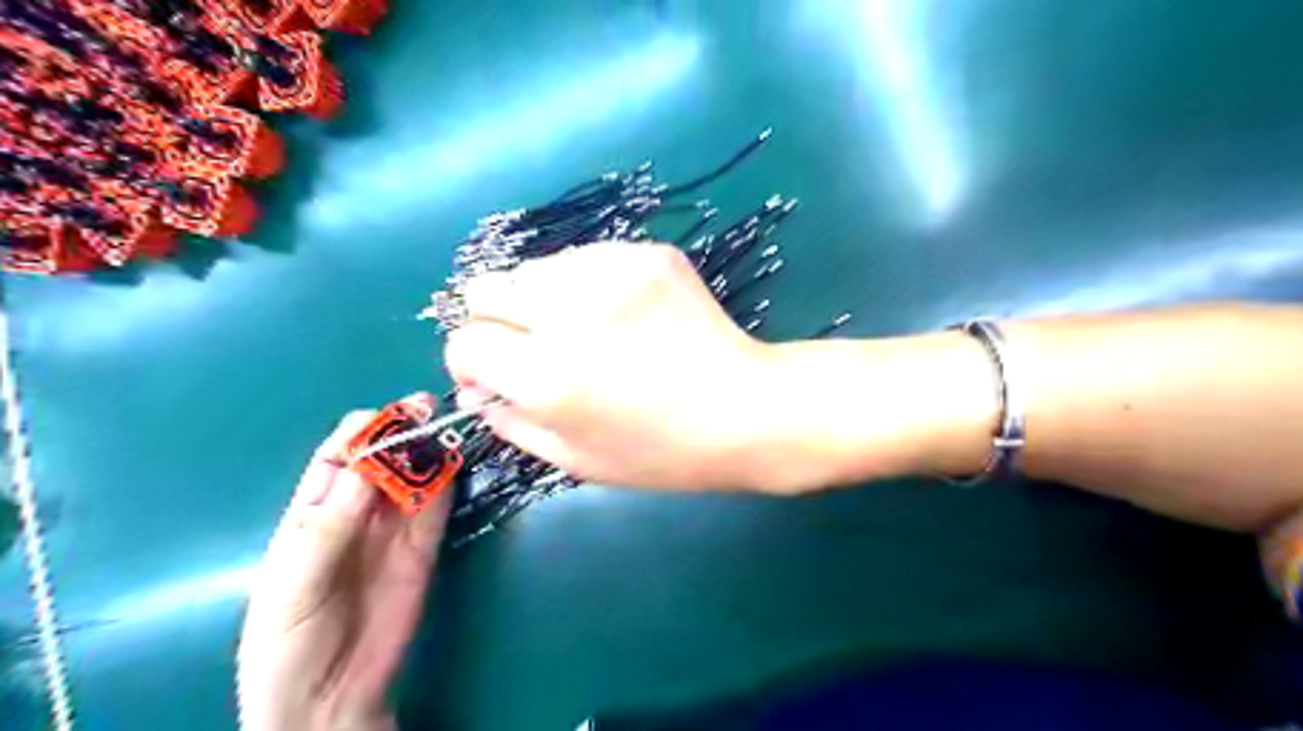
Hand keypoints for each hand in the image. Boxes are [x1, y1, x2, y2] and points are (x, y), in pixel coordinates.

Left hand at [236, 406, 449, 729]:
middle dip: (402, 431)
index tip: (389, 416)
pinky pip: (437, 509)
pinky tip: (457, 465)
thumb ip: (327, 529)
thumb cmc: (287, 644)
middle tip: (429, 410)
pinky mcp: (423, 550)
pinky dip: (448, 484)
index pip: (337, 458)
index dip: (361, 432)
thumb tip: (366, 467)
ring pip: (414, 478)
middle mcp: (356, 513)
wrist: (327, 701)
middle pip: (382, 460)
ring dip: (430, 451)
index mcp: (312, 514)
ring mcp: (393, 531)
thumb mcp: (292, 587)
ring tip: (450, 428)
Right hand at [444, 244, 782, 491]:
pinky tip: (622, 313)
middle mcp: (569, 313)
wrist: (745, 409)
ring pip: (534, 268)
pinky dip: (586, 284)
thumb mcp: (577, 460)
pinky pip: (585, 258)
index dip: (472, 362)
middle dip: (496, 321)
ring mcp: (611, 272)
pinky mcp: (645, 253)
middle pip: (485, 288)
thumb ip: (511, 423)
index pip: (466, 342)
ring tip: (586, 330)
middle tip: (534, 347)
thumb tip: (474, 389)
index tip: (496, 374)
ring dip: (542, 300)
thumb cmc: (661, 452)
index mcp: (548, 376)